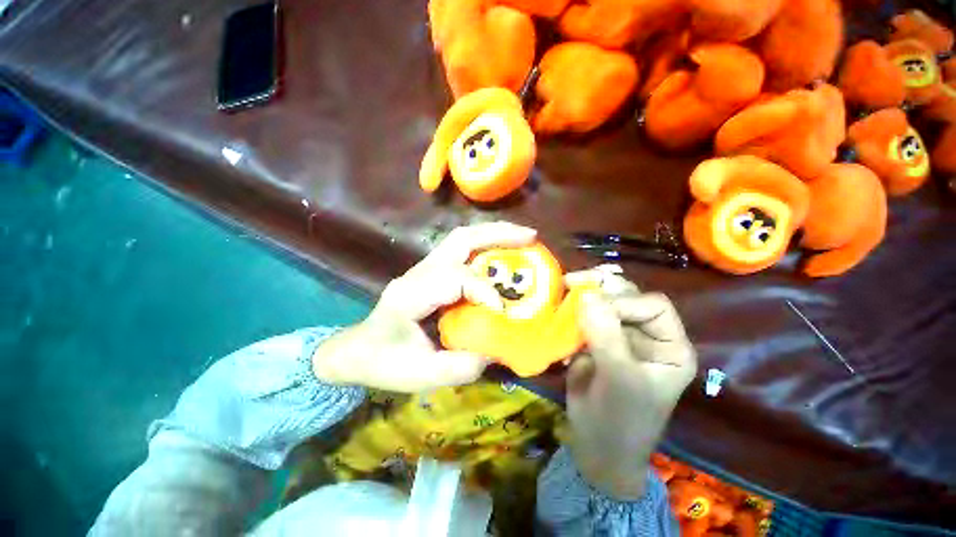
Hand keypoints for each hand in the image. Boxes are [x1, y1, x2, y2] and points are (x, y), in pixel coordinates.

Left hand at [312, 221, 536, 391]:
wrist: (357, 350)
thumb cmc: (384, 363)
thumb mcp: (422, 376)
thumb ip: (462, 366)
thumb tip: (498, 347)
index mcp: (410, 295)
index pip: (453, 278)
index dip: (483, 290)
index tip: (502, 311)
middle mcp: (417, 273)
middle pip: (459, 239)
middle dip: (497, 235)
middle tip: (530, 237)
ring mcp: (423, 268)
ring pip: (461, 238)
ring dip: (495, 234)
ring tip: (525, 237)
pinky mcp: (431, 271)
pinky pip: (463, 251)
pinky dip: (487, 247)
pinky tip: (505, 253)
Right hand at [563, 270, 696, 499]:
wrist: (596, 447)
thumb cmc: (621, 420)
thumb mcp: (619, 378)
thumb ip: (606, 336)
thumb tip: (587, 294)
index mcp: (669, 345)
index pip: (651, 306)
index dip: (623, 302)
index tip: (592, 309)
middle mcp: (646, 336)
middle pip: (626, 298)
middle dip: (601, 288)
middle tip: (571, 281)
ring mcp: (618, 337)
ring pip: (603, 304)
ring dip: (583, 296)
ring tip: (565, 286)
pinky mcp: (594, 342)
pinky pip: (583, 319)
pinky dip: (571, 312)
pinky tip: (560, 309)